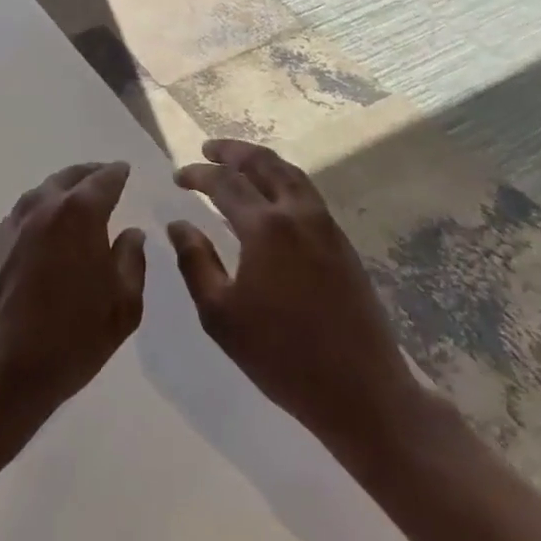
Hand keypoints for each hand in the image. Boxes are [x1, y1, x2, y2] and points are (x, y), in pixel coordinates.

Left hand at [0, 162, 146, 440]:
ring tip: (78, 201)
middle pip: (69, 177)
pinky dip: (43, 210)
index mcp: (78, 213)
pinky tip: (49, 229)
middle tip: (104, 176)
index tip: (125, 170)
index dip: (117, 173)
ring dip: (63, 190)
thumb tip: (131, 233)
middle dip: (89, 174)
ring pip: (43, 192)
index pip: (103, 180)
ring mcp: (12, 222)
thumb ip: (131, 262)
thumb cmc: (69, 339)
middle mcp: (43, 206)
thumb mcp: (121, 307)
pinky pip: (25, 212)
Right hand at [168, 140, 422, 461]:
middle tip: (208, 148)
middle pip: (264, 164)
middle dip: (233, 151)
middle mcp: (298, 215)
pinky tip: (272, 197)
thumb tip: (179, 225)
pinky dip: (283, 180)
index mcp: (266, 228)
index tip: (178, 177)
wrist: (362, 391)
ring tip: (239, 162)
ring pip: (291, 175)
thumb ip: (195, 262)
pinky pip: (307, 194)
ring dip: (261, 161)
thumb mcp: (221, 315)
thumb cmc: (281, 356)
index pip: (225, 183)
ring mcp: (326, 227)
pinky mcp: (343, 244)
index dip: (198, 174)